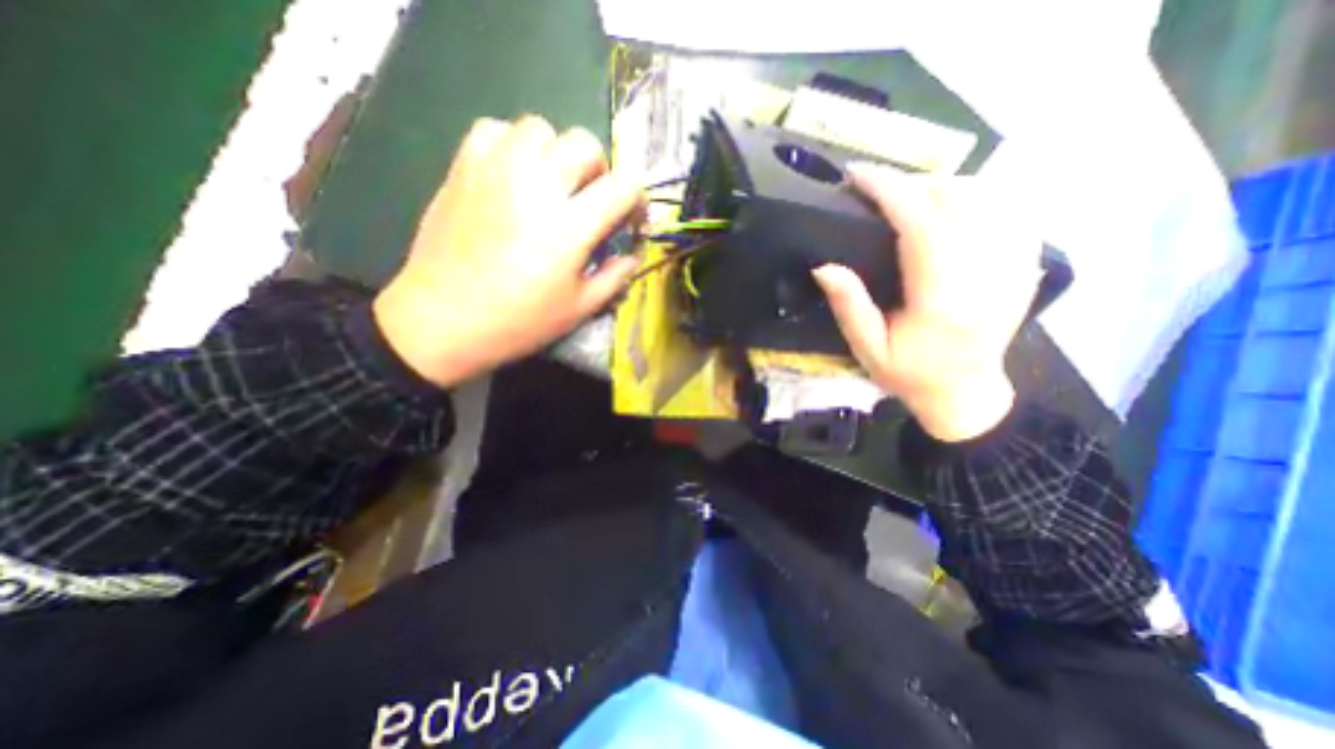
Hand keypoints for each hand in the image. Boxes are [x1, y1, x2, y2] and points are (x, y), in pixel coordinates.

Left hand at [369, 116, 640, 388]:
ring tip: (550, 186)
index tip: (630, 219)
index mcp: (570, 227)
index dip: (637, 199)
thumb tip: (634, 256)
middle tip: (589, 201)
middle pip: (585, 143)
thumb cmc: (519, 321)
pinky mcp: (464, 168)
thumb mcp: (579, 309)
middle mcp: (537, 186)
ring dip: (556, 153)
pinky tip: (513, 176)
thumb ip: (615, 277)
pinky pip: (495, 130)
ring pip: (540, 128)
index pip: (623, 186)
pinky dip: (513, 145)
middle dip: (599, 171)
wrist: (443, 319)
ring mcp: (496, 171)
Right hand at [814, 164, 1042, 438]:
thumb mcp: (867, 349)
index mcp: (942, 300)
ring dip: (941, 186)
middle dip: (911, 182)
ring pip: (987, 197)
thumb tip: (824, 265)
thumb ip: (849, 307)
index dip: (890, 191)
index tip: (858, 174)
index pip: (921, 225)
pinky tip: (949, 206)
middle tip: (874, 189)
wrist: (965, 392)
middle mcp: (985, 276)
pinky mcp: (1023, 264)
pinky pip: (1009, 207)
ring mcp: (1013, 267)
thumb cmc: (910, 375)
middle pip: (956, 200)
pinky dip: (976, 195)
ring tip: (906, 197)